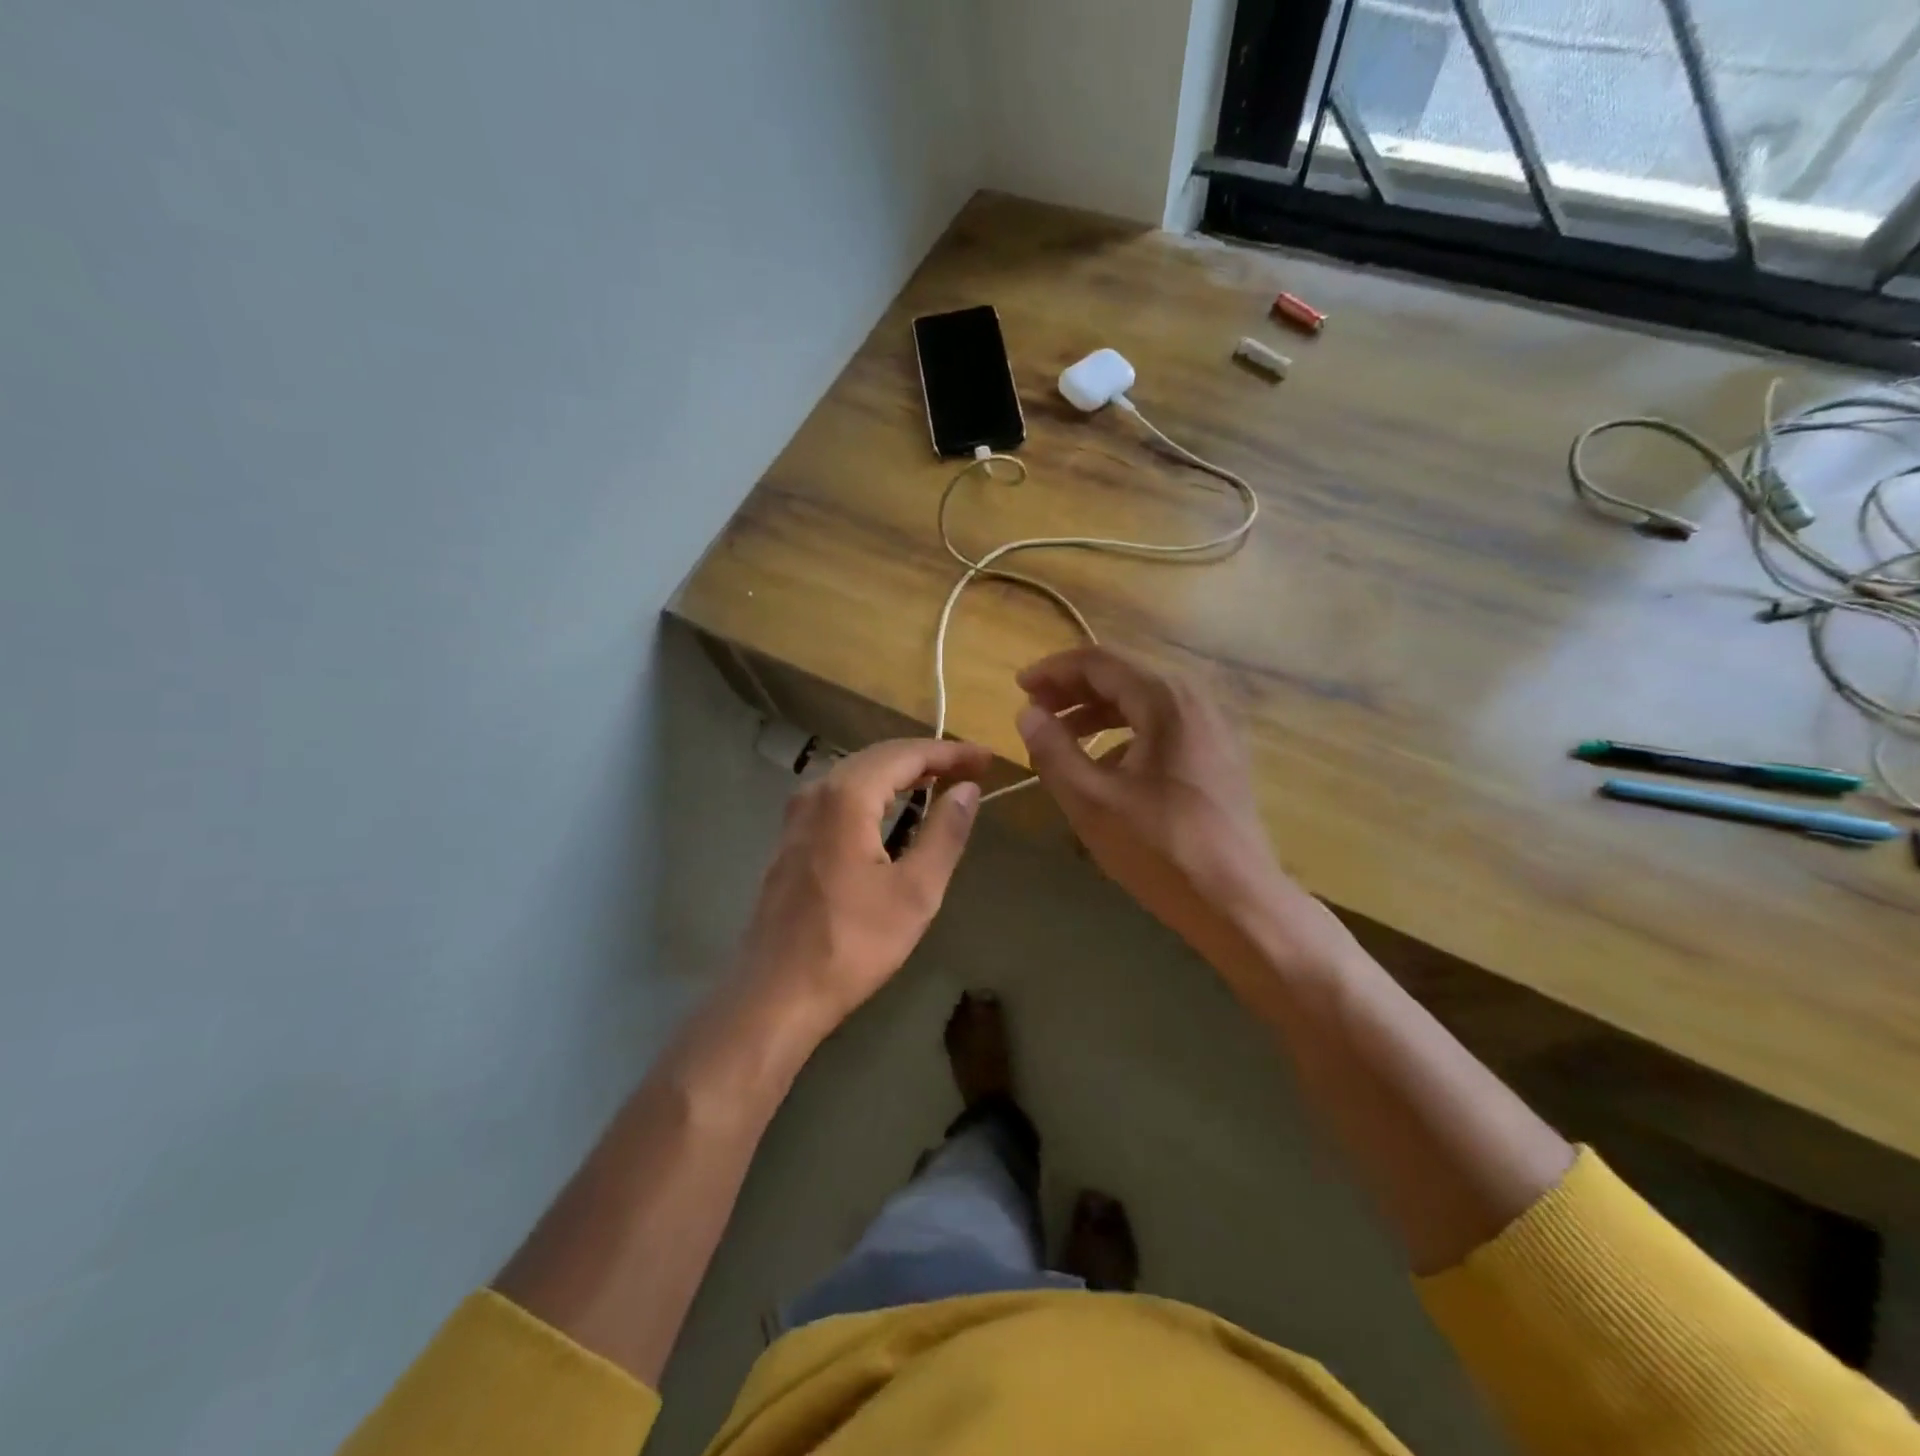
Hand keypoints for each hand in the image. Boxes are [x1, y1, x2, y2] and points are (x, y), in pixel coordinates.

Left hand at [736, 738, 990, 1036]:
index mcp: (846, 797)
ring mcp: (797, 815)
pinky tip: (893, 809)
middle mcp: (816, 792)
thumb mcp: (915, 892)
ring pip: (856, 774)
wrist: (775, 993)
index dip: (950, 753)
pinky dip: (874, 792)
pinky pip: (839, 796)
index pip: (906, 755)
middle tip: (970, 768)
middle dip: (927, 758)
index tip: (987, 759)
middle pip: (878, 757)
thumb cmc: (852, 944)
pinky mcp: (791, 838)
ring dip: (900, 773)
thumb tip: (967, 790)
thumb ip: (944, 833)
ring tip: (940, 781)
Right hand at [1014, 647, 1318, 979]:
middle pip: (1123, 676)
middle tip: (1035, 710)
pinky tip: (1104, 766)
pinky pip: (1163, 726)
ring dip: (1098, 712)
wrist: (1238, 902)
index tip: (1019, 688)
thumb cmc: (1161, 849)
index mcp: (1166, 700)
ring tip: (1060, 736)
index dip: (1054, 670)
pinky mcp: (1218, 754)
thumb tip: (1027, 714)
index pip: (1099, 662)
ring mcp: (1212, 727)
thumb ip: (1053, 751)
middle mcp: (1195, 700)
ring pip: (1143, 702)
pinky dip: (1126, 733)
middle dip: (1074, 690)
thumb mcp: (1091, 801)